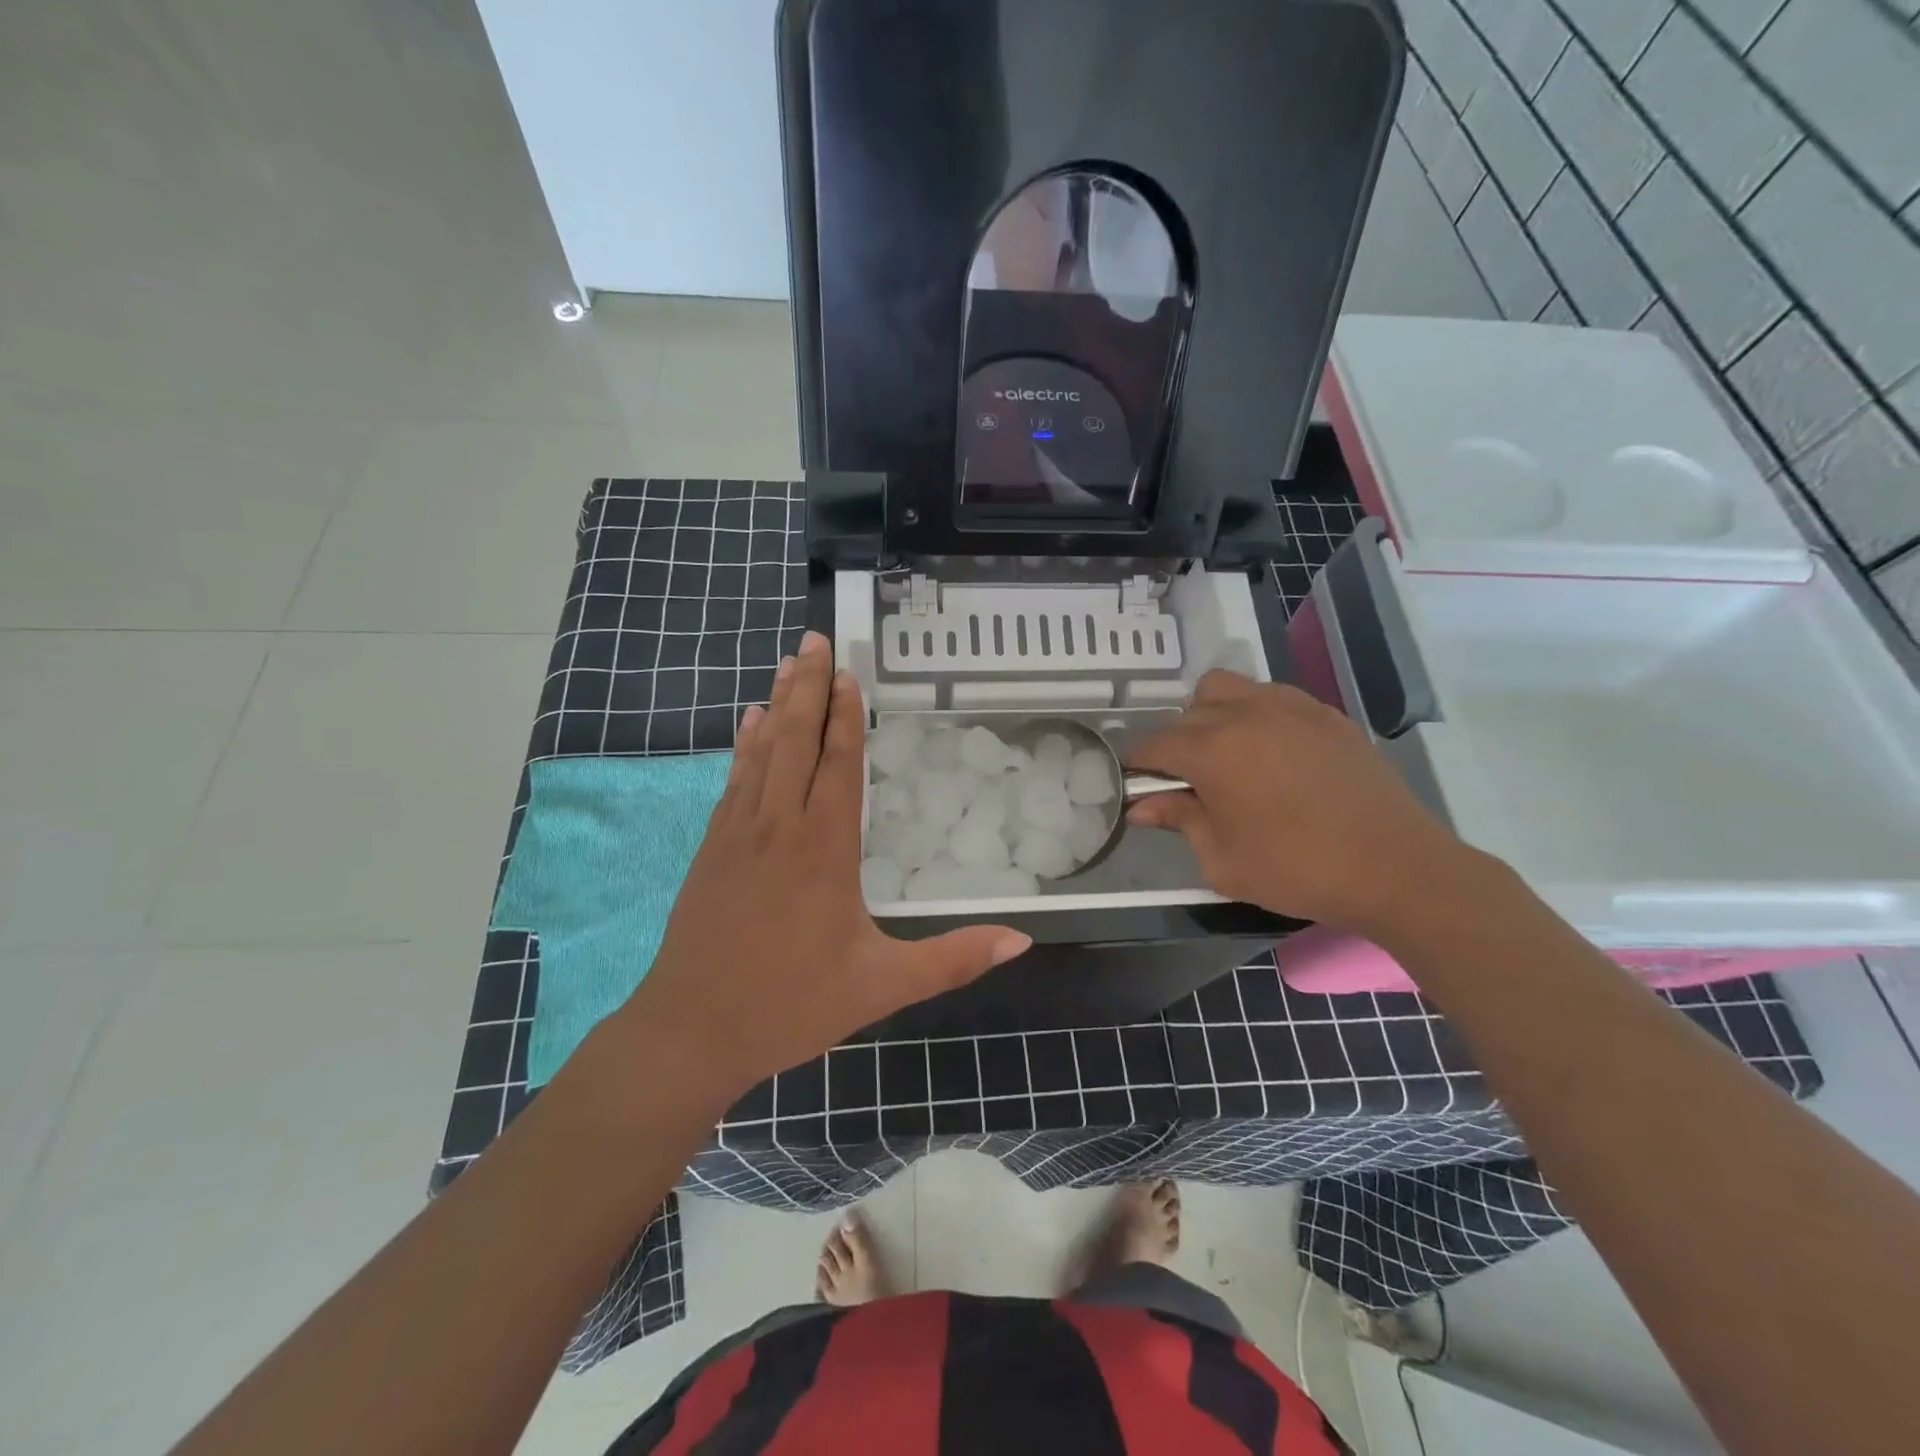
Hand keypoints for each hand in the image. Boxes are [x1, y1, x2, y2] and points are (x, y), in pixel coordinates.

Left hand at [619, 632, 1030, 1096]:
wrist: (691, 1031)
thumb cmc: (790, 1005)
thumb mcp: (881, 986)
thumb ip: (952, 959)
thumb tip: (1021, 939)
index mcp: (823, 850)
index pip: (839, 765)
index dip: (846, 716)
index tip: (848, 672)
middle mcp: (779, 827)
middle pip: (796, 741)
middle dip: (807, 688)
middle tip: (814, 640)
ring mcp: (738, 834)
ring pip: (762, 753)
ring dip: (777, 705)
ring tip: (786, 664)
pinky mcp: (712, 848)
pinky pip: (734, 780)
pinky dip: (745, 745)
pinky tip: (748, 724)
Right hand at [1128, 671, 1471, 935]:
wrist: (1394, 867)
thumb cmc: (1297, 869)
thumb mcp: (1222, 860)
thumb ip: (1179, 821)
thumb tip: (1141, 806)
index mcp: (1212, 750)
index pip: (1154, 744)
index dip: (1139, 765)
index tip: (1139, 787)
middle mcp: (1245, 714)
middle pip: (1188, 713)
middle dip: (1177, 744)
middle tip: (1189, 783)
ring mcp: (1289, 708)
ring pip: (1228, 688)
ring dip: (1212, 714)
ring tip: (1228, 754)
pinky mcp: (1325, 714)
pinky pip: (1273, 696)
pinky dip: (1256, 714)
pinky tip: (1273, 752)